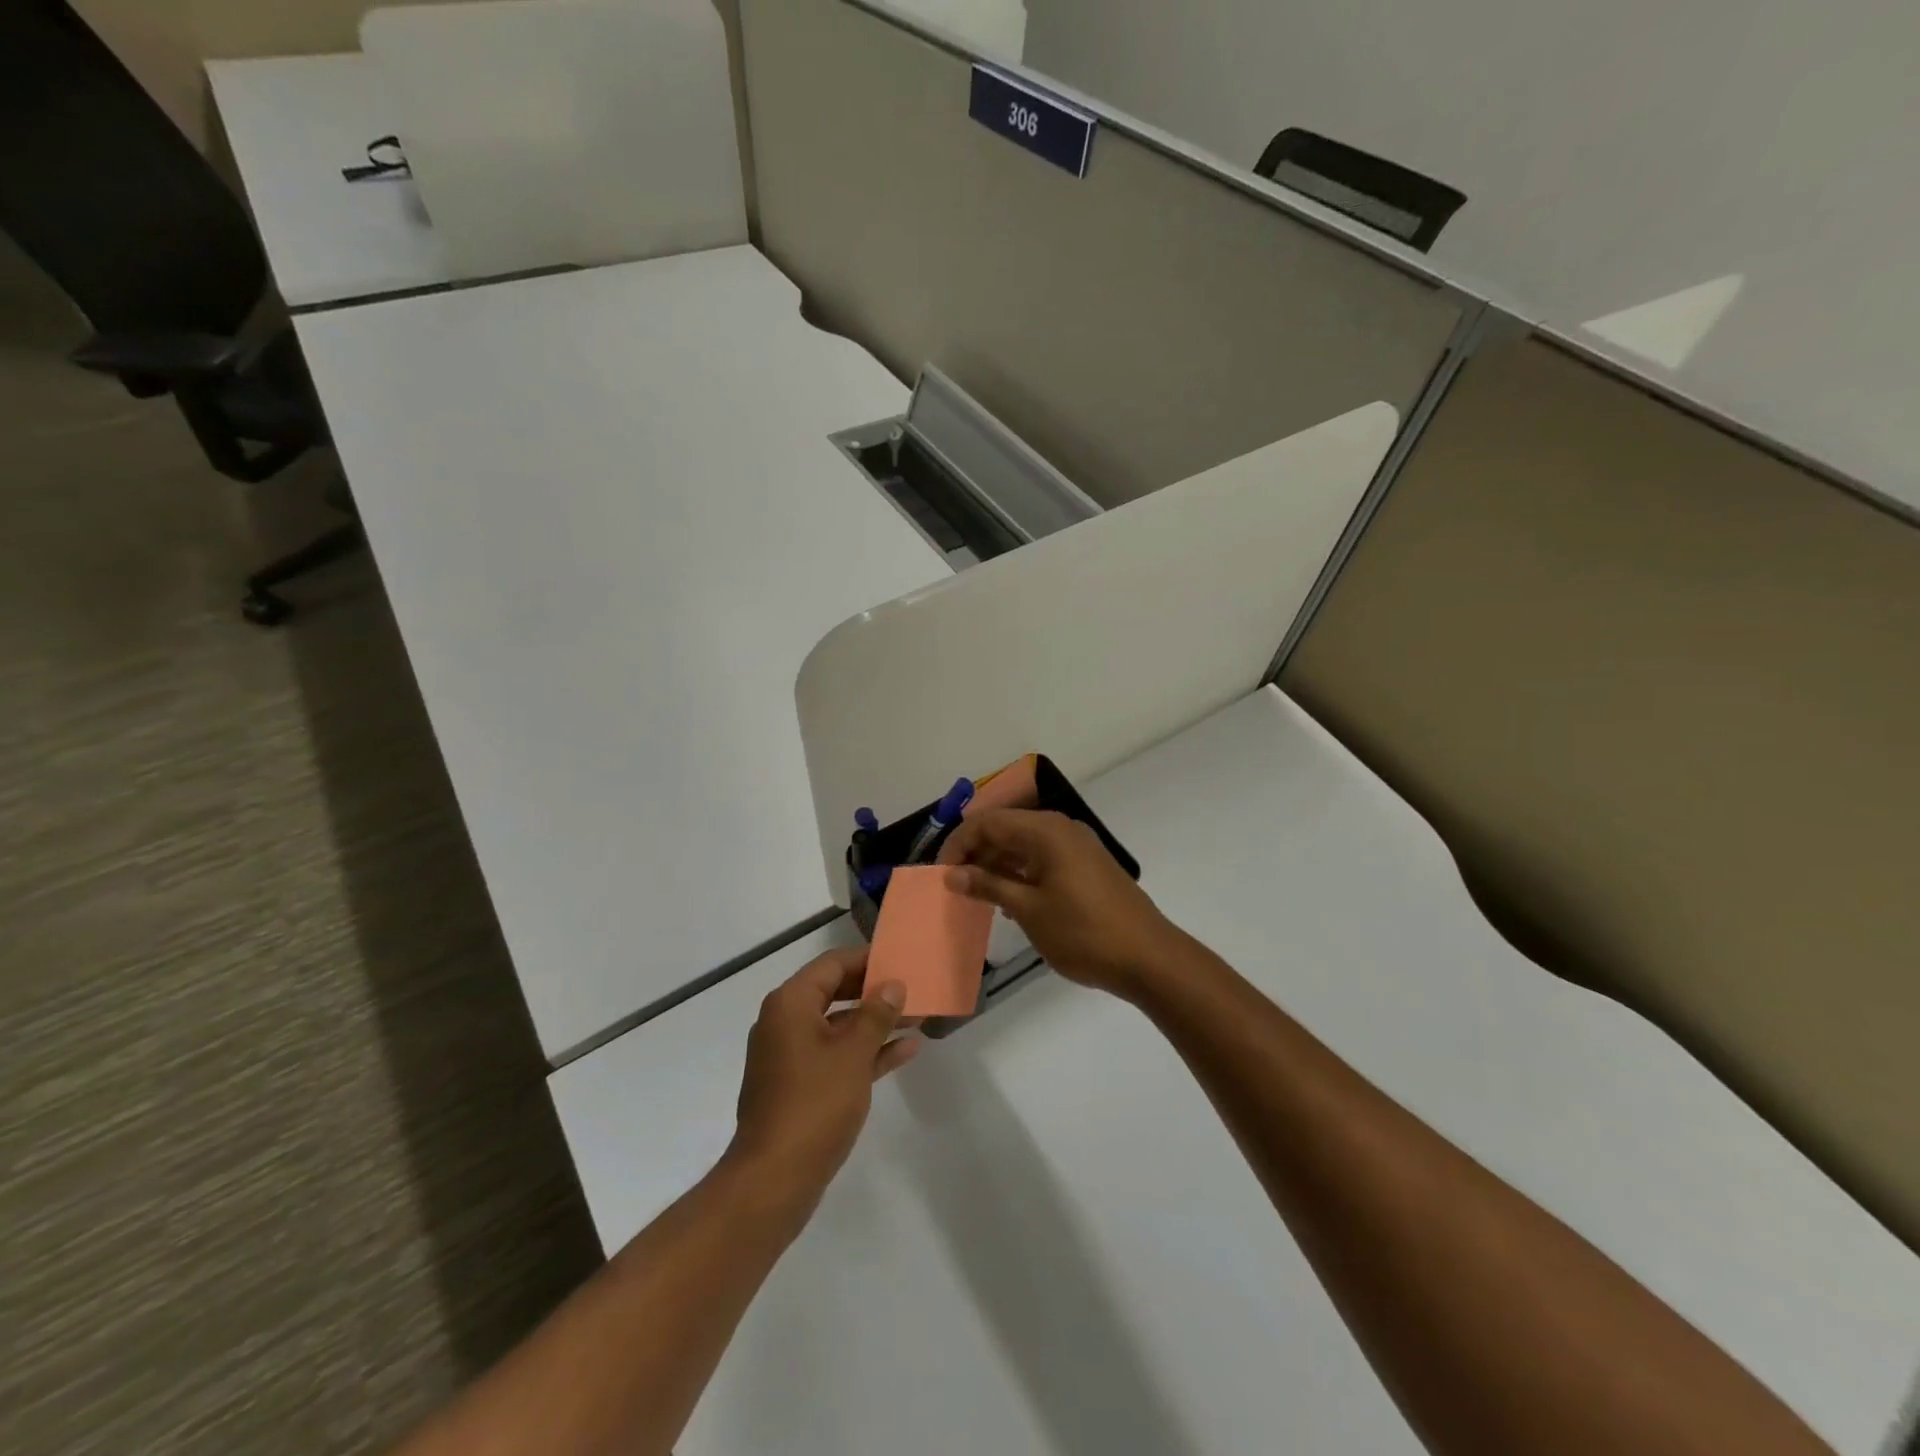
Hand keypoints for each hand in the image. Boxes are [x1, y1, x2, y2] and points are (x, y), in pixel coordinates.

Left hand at [728, 946, 918, 1213]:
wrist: (774, 1179)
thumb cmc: (814, 1104)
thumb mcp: (853, 1054)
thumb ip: (876, 1014)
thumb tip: (893, 985)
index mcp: (791, 1004)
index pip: (832, 964)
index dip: (867, 959)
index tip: (901, 958)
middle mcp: (786, 1022)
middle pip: (836, 992)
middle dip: (875, 991)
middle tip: (913, 986)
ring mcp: (791, 1056)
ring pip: (839, 1026)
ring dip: (876, 1022)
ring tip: (918, 1015)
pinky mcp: (800, 1086)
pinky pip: (837, 1055)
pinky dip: (866, 1051)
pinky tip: (905, 1050)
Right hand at [940, 809, 1184, 999]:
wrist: (1148, 958)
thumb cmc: (1083, 933)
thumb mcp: (1029, 910)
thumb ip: (988, 886)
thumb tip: (952, 874)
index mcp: (1045, 831)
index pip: (988, 822)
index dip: (958, 844)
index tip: (940, 875)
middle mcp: (1061, 829)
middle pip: (1006, 829)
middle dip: (976, 854)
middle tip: (954, 888)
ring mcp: (1077, 847)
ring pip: (1024, 845)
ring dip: (997, 865)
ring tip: (976, 896)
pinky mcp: (1087, 867)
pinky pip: (1043, 859)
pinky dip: (1021, 874)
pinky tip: (1008, 901)